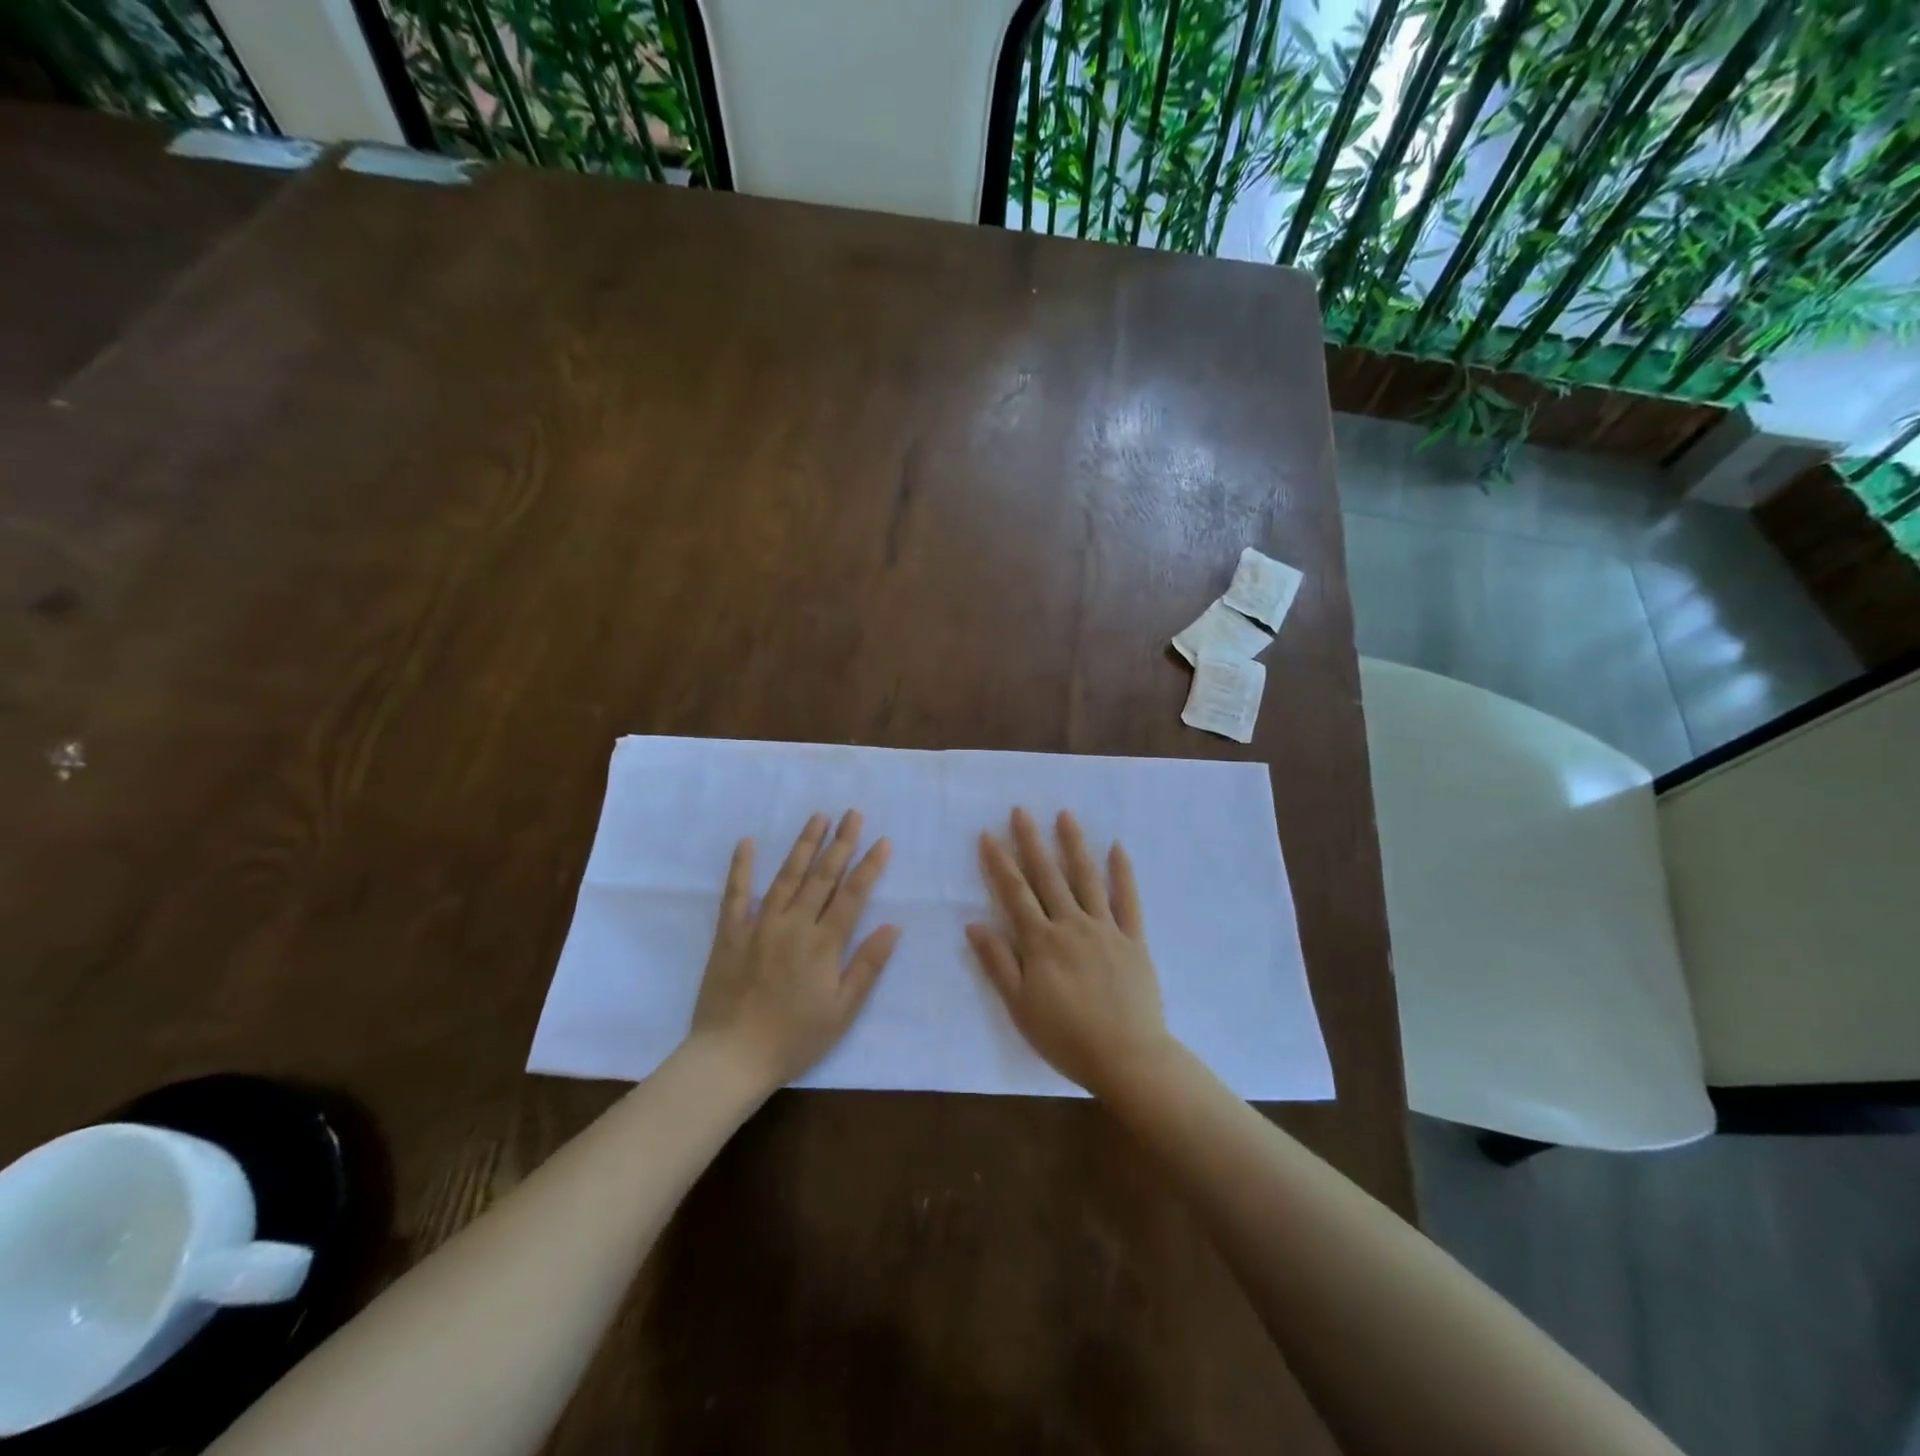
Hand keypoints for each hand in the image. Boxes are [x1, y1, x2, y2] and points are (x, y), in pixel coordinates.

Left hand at [690, 811, 900, 1090]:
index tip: (883, 841)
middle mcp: (793, 925)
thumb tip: (892, 927)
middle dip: (841, 843)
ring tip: (818, 817)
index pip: (852, 895)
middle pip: (822, 877)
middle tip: (853, 814)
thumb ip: (867, 966)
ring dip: (804, 845)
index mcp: (823, 944)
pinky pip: (735, 895)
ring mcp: (759, 925)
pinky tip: (747, 843)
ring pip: (786, 877)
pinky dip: (741, 867)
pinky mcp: (730, 934)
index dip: (869, 866)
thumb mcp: (842, 1011)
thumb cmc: (794, 1038)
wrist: (731, 1058)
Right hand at [966, 808, 1172, 1098]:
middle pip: (1048, 877)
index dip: (1000, 863)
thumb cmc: (1066, 1037)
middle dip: (1031, 842)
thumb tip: (973, 924)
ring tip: (1064, 815)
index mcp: (1041, 942)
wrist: (1127, 1057)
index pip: (1015, 894)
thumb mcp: (1020, 1007)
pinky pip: (1128, 900)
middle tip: (1021, 811)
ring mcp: (1105, 929)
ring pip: (1086, 879)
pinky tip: (1118, 848)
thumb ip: (998, 963)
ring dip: (1074, 845)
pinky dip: (1123, 873)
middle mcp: (1071, 925)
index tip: (988, 835)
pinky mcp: (1134, 940)